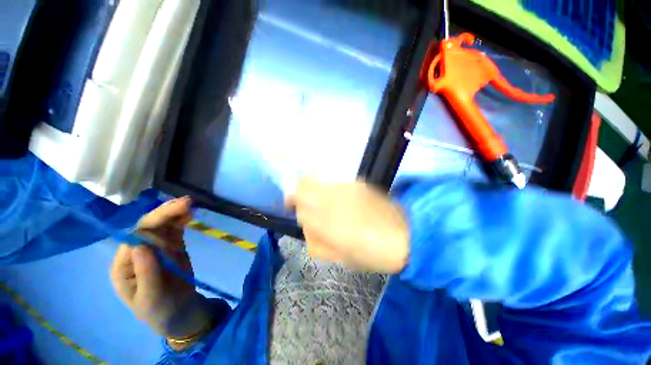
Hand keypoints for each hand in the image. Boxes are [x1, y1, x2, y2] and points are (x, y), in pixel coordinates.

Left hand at [110, 197, 212, 346]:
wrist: (179, 312)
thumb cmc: (160, 310)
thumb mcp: (151, 298)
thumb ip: (146, 272)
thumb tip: (141, 245)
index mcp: (124, 265)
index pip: (136, 238)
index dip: (154, 225)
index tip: (176, 215)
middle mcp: (137, 252)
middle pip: (148, 227)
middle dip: (165, 213)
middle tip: (187, 202)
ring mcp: (155, 248)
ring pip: (162, 225)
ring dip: (174, 213)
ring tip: (189, 203)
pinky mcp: (171, 247)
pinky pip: (175, 230)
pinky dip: (181, 220)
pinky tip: (189, 213)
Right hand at [286, 178, 409, 272]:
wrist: (406, 237)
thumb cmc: (371, 254)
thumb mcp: (341, 257)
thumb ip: (319, 242)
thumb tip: (307, 227)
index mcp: (327, 223)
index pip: (298, 204)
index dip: (292, 203)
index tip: (292, 206)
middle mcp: (333, 201)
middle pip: (305, 185)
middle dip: (300, 192)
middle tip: (304, 201)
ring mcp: (347, 189)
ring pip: (320, 181)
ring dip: (315, 189)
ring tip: (325, 202)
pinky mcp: (359, 185)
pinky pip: (336, 184)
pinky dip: (332, 190)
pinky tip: (343, 202)